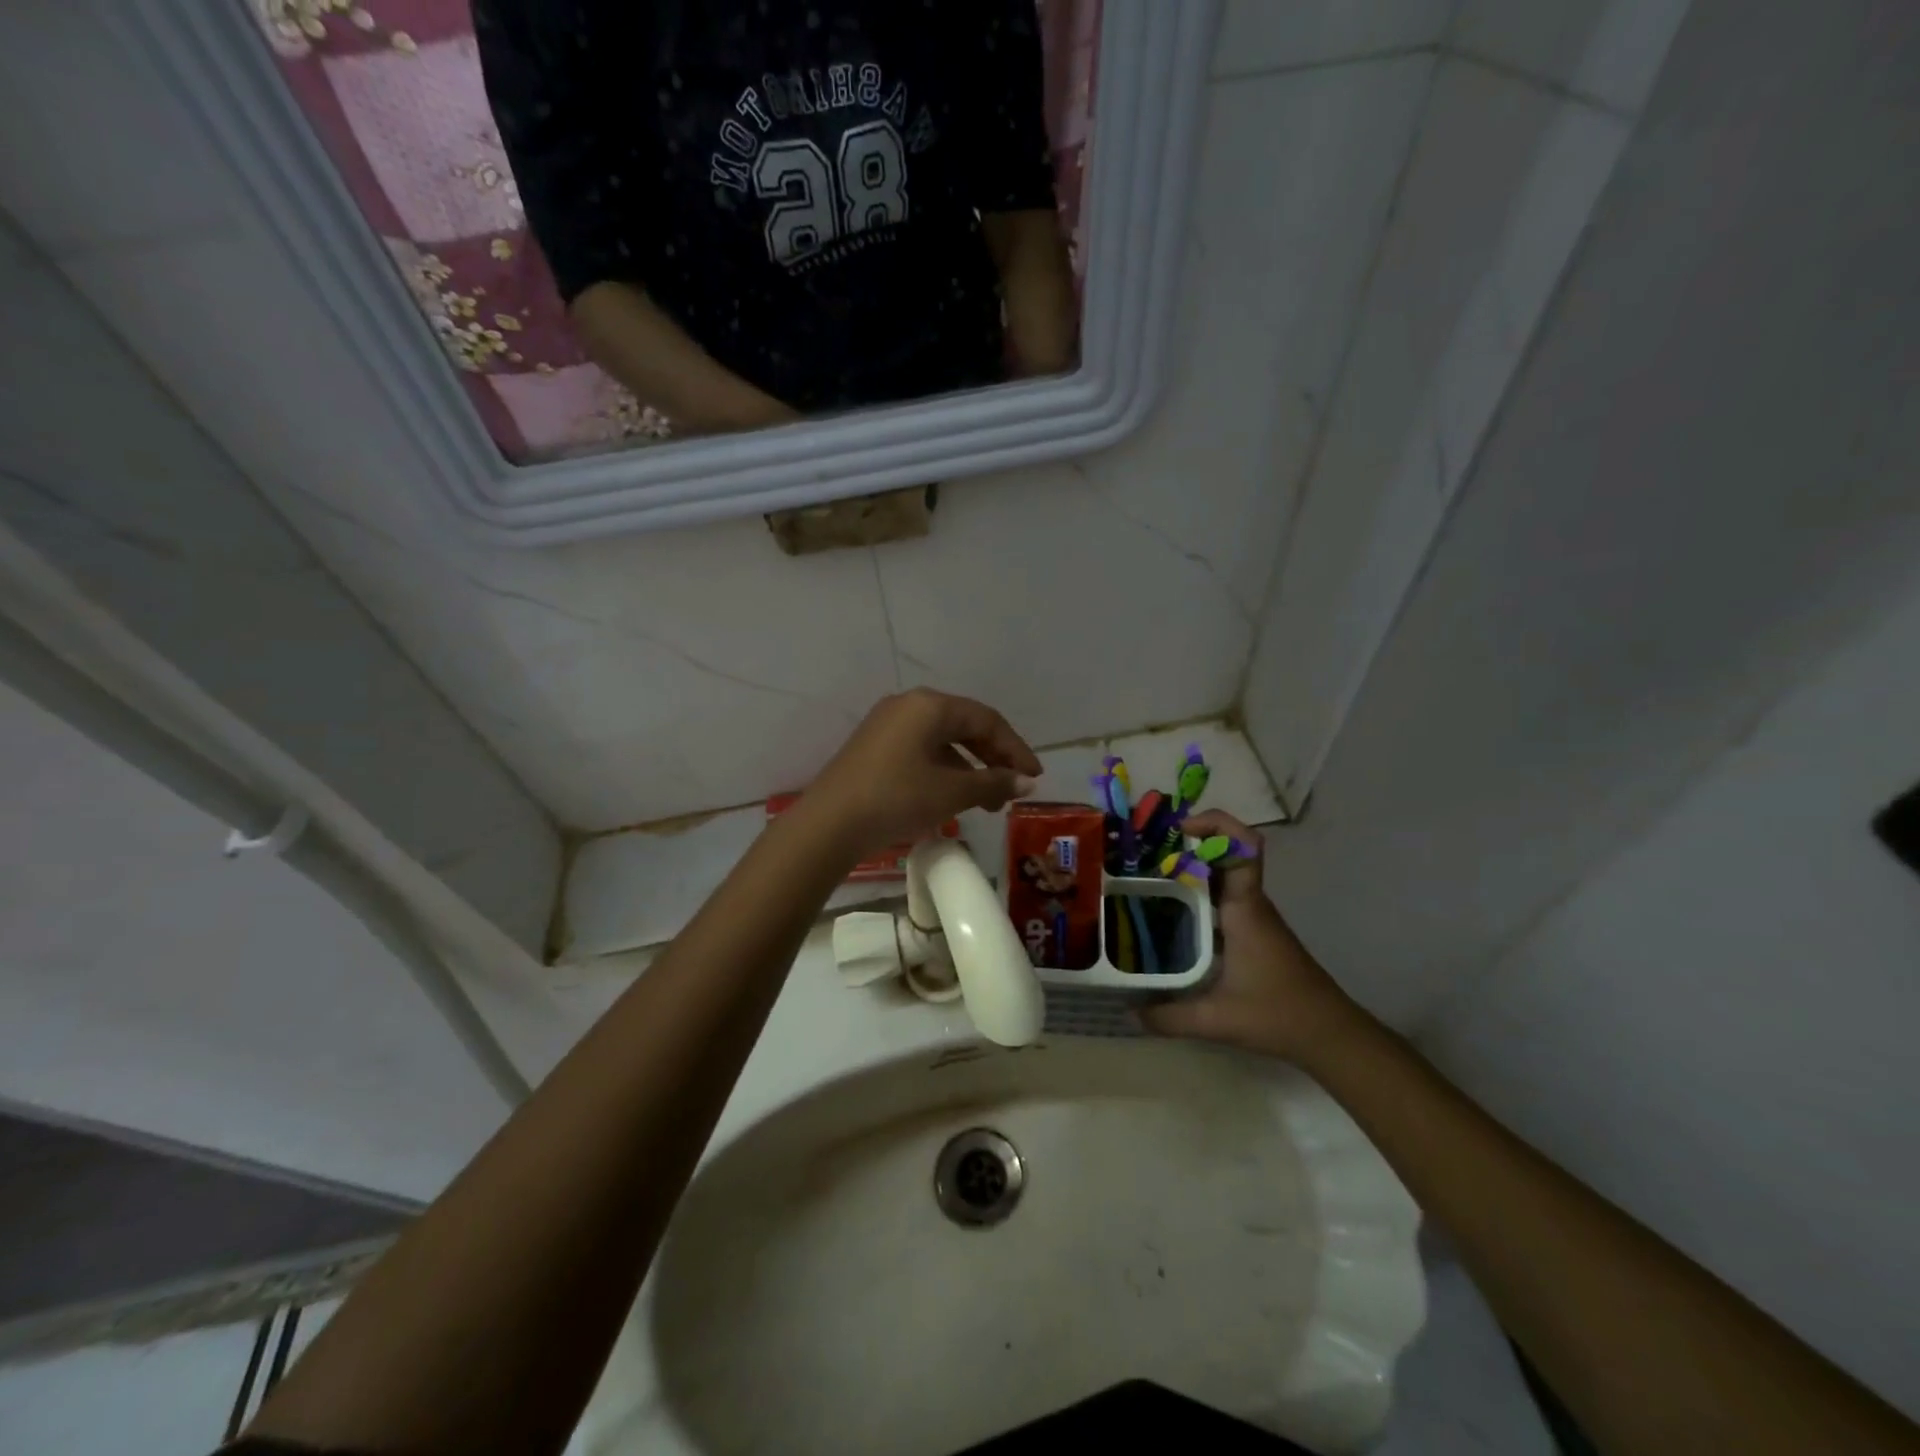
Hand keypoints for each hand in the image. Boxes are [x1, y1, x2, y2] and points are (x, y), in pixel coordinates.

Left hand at [802, 689, 1041, 860]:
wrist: (829, 825)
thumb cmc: (896, 799)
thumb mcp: (951, 792)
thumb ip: (993, 783)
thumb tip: (1026, 782)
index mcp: (929, 705)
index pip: (986, 720)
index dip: (1015, 749)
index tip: (1034, 777)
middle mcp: (908, 705)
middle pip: (964, 726)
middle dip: (993, 759)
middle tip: (1012, 791)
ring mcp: (886, 725)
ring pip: (942, 741)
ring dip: (969, 769)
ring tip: (986, 803)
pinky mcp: (873, 747)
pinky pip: (920, 751)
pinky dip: (943, 771)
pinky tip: (951, 797)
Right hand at [1139, 811, 1363, 1066]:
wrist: (1329, 1034)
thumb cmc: (1279, 1015)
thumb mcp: (1218, 1020)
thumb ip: (1169, 1017)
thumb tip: (1129, 1013)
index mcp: (1244, 909)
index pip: (1243, 847)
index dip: (1215, 825)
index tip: (1178, 829)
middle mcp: (1249, 904)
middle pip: (1224, 854)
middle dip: (1186, 845)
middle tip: (1142, 854)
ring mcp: (1252, 917)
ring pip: (1220, 876)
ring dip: (1189, 869)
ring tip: (1144, 878)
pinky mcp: (1250, 932)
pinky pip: (1220, 898)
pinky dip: (1195, 895)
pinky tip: (1167, 915)